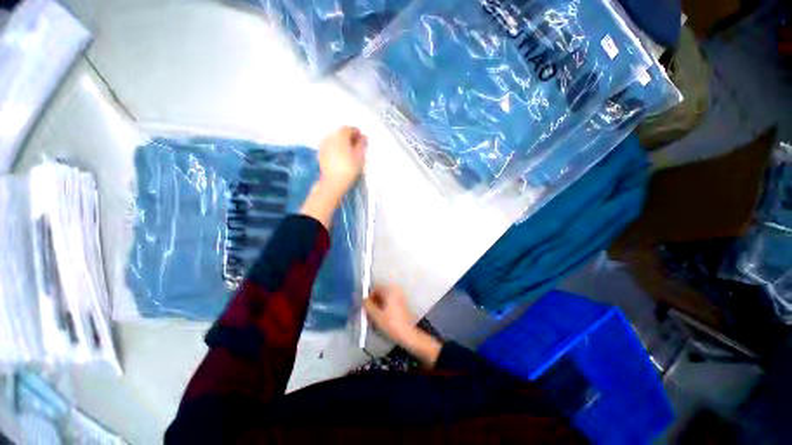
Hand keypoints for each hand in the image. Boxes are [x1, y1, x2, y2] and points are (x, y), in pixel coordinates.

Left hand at [301, 126, 366, 228]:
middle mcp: (330, 136)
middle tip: (357, 148)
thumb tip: (363, 137)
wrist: (334, 182)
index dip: (358, 134)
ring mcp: (323, 144)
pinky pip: (330, 146)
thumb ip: (362, 144)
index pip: (350, 129)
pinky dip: (336, 148)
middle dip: (350, 138)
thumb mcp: (360, 155)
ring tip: (349, 153)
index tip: (363, 142)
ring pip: (335, 139)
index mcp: (341, 134)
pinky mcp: (321, 153)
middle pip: (342, 133)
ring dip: (342, 143)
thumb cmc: (350, 168)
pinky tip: (341, 157)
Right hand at [363, 284, 416, 344]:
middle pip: (380, 293)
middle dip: (373, 302)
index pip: (376, 287)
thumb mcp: (376, 315)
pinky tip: (381, 319)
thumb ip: (368, 305)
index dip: (368, 296)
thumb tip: (363, 299)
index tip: (365, 306)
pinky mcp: (401, 305)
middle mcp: (395, 292)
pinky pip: (389, 303)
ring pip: (384, 299)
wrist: (408, 334)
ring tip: (374, 318)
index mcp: (390, 291)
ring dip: (377, 306)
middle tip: (368, 314)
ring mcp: (399, 298)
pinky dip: (384, 309)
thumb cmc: (391, 324)